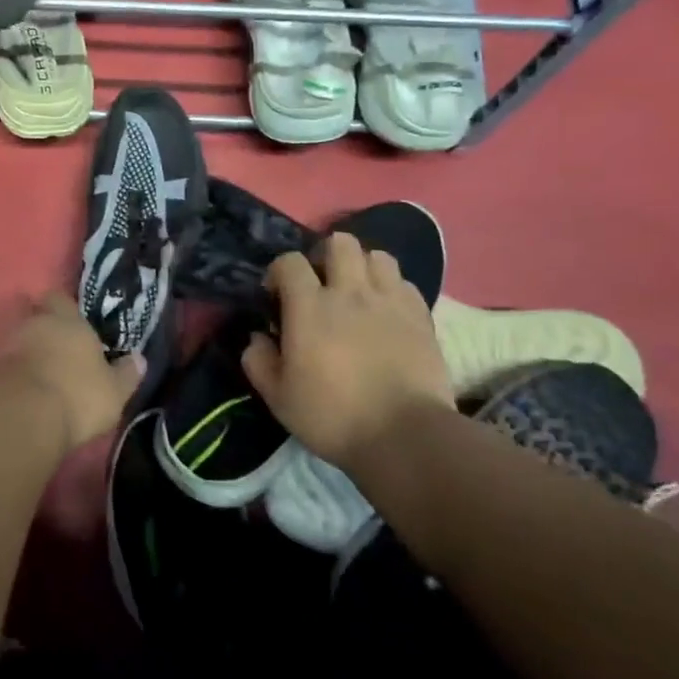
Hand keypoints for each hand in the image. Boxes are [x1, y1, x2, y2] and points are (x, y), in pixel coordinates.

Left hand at [0, 295, 143, 450]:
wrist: (21, 417)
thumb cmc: (78, 396)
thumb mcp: (114, 391)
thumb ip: (126, 374)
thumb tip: (139, 359)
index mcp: (68, 321)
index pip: (61, 298)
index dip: (64, 307)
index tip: (71, 320)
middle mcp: (35, 324)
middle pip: (35, 315)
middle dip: (43, 327)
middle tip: (57, 347)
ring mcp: (8, 345)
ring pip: (18, 339)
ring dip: (26, 351)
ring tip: (39, 371)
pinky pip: (4, 364)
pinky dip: (12, 372)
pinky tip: (22, 389)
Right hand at [241, 233, 454, 469]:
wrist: (404, 436)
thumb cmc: (332, 416)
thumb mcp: (278, 397)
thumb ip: (258, 361)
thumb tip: (257, 337)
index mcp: (309, 306)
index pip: (289, 261)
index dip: (279, 271)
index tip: (277, 295)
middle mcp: (350, 292)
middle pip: (339, 242)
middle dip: (325, 255)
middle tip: (321, 284)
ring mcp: (389, 301)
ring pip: (377, 256)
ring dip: (363, 267)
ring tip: (357, 292)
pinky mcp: (421, 316)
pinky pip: (405, 283)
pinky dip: (392, 289)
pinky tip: (386, 312)